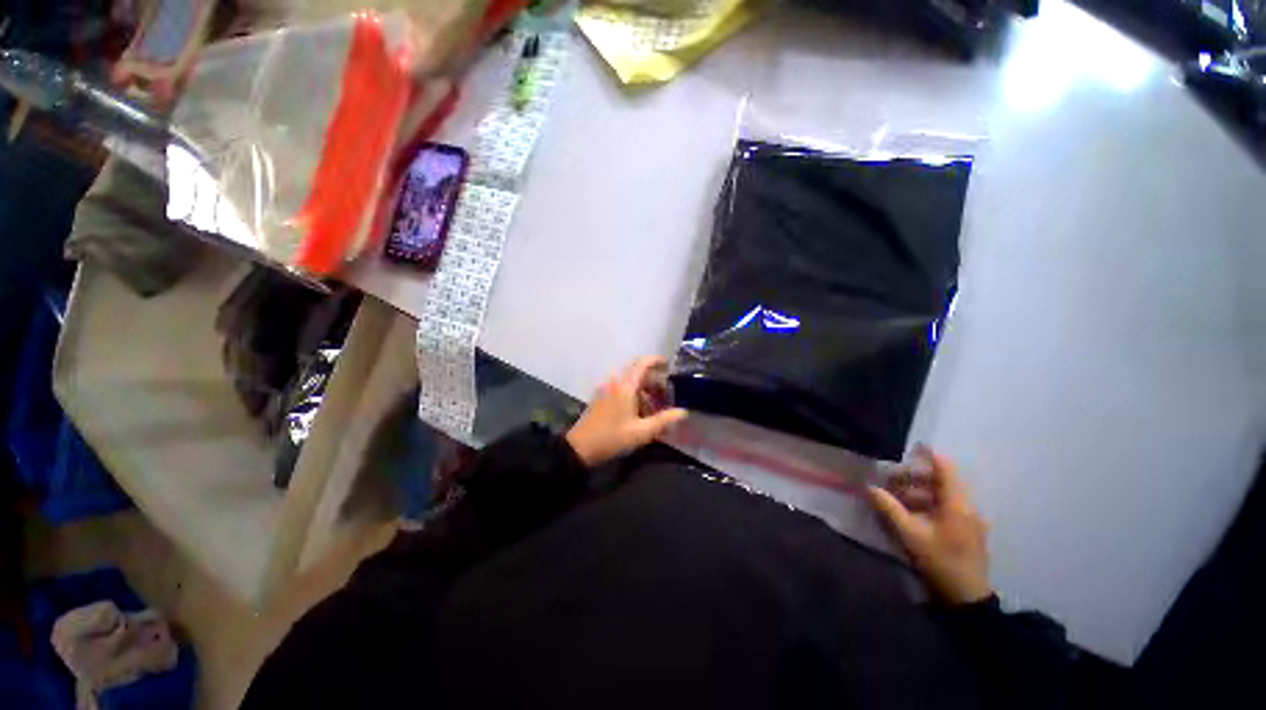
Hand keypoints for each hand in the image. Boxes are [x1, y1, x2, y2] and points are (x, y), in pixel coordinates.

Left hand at [565, 356, 687, 467]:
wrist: (579, 448)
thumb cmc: (612, 438)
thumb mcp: (641, 432)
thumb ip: (663, 421)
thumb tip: (683, 412)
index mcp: (625, 386)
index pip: (643, 363)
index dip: (657, 361)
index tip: (670, 366)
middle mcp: (616, 382)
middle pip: (637, 370)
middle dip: (653, 377)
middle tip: (667, 390)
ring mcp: (606, 389)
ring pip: (629, 380)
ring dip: (644, 386)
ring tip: (656, 403)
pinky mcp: (601, 397)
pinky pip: (621, 387)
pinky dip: (634, 392)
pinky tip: (640, 409)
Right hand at [867, 445, 990, 604]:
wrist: (966, 599)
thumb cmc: (939, 561)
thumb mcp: (909, 534)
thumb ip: (888, 507)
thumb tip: (870, 487)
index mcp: (957, 504)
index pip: (945, 468)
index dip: (928, 455)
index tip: (909, 448)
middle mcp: (967, 507)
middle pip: (941, 481)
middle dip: (914, 477)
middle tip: (890, 480)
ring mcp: (969, 520)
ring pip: (942, 496)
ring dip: (918, 492)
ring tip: (895, 498)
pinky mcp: (967, 531)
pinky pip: (946, 508)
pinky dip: (927, 505)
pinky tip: (910, 514)